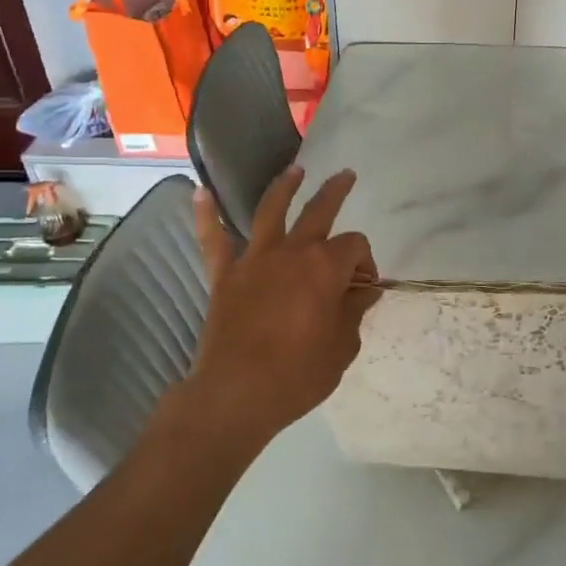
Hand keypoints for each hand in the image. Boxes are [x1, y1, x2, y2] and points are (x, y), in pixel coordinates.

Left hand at [180, 165, 381, 450]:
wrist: (236, 395)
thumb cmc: (298, 375)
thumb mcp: (342, 347)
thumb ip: (354, 312)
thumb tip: (364, 292)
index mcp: (325, 267)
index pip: (355, 247)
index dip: (365, 263)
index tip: (364, 288)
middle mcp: (291, 252)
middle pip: (319, 211)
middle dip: (336, 191)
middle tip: (346, 176)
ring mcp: (254, 260)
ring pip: (269, 211)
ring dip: (284, 186)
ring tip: (295, 170)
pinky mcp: (224, 276)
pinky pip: (213, 240)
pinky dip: (206, 216)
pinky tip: (200, 193)